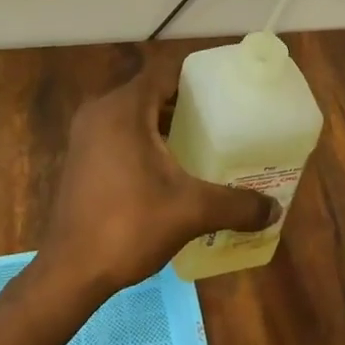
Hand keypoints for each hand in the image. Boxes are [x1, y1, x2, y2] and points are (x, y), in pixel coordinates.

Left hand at [38, 56, 278, 296]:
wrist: (70, 271)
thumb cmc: (129, 225)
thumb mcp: (190, 211)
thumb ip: (235, 205)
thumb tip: (274, 209)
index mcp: (123, 108)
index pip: (164, 73)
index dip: (196, 79)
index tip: (225, 93)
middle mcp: (100, 112)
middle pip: (150, 93)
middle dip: (185, 105)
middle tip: (221, 121)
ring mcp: (85, 136)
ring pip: (134, 115)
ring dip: (164, 125)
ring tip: (201, 144)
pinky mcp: (81, 159)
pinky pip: (119, 134)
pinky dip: (144, 142)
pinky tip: (169, 170)